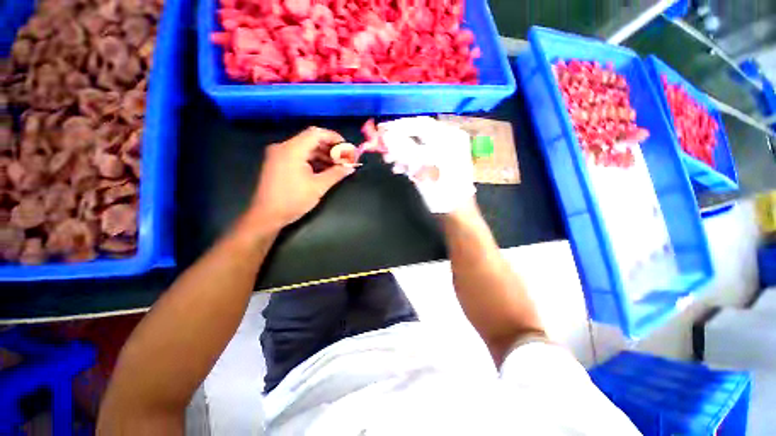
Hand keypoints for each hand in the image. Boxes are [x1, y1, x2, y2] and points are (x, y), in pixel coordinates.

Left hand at [243, 127, 353, 232]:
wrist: (267, 215)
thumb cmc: (293, 200)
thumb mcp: (318, 187)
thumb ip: (336, 174)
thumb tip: (351, 167)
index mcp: (292, 149)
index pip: (316, 133)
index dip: (334, 138)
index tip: (347, 148)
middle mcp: (284, 147)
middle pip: (311, 140)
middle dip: (330, 148)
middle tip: (345, 158)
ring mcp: (279, 155)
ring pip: (305, 148)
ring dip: (322, 155)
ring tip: (338, 165)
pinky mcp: (278, 163)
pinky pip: (299, 156)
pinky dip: (313, 160)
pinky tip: (325, 169)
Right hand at [379, 117, 475, 213]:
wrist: (456, 213)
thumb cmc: (443, 193)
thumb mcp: (423, 170)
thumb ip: (405, 151)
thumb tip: (387, 136)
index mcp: (449, 137)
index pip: (420, 124)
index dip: (398, 126)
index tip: (381, 130)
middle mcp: (449, 140)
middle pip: (418, 133)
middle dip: (398, 140)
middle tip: (382, 146)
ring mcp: (445, 151)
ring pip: (418, 145)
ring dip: (402, 151)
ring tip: (389, 160)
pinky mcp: (440, 162)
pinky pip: (421, 155)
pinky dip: (409, 160)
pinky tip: (399, 168)